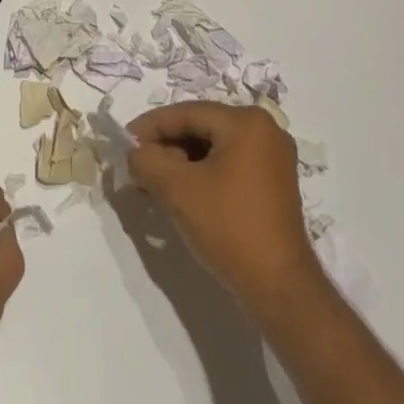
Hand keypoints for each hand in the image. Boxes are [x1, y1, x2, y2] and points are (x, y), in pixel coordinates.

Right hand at [126, 102, 321, 315]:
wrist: (280, 289)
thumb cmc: (229, 228)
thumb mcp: (177, 190)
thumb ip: (147, 161)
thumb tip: (134, 153)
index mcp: (246, 122)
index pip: (187, 113)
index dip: (150, 126)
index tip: (123, 141)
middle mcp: (265, 130)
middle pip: (201, 128)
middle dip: (166, 146)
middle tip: (137, 164)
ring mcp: (273, 158)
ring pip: (214, 147)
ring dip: (182, 162)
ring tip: (154, 182)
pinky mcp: (273, 184)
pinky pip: (229, 165)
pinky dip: (202, 174)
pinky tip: (181, 193)